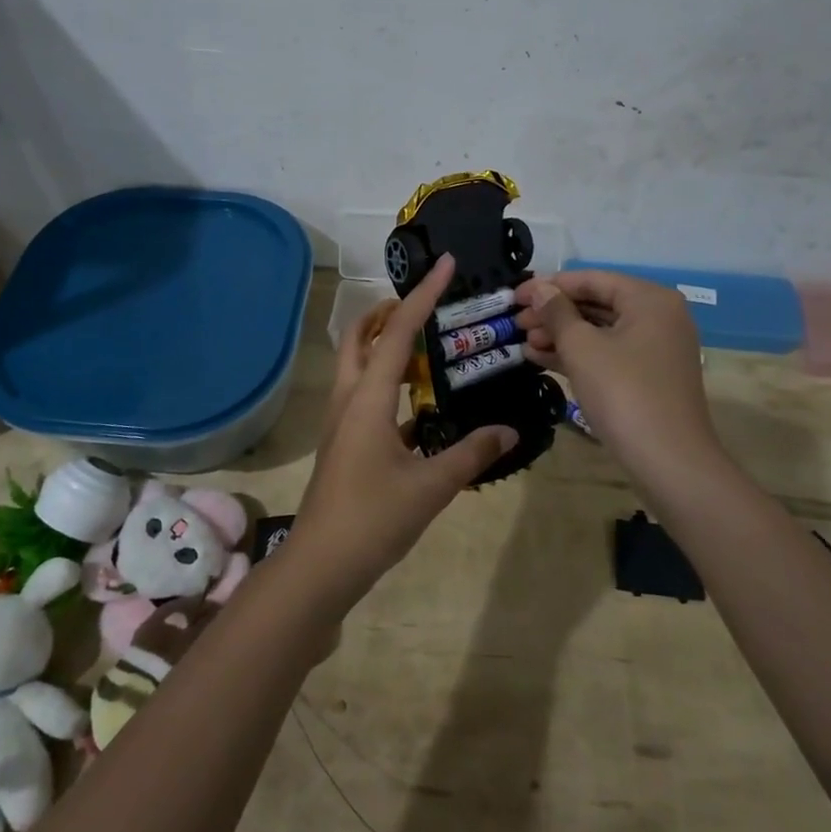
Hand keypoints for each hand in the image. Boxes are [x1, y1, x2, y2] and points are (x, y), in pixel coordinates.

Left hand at [281, 254, 517, 614]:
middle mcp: (350, 401)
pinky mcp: (346, 444)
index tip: (444, 265)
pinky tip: (420, 404)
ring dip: (385, 346)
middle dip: (387, 313)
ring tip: (427, 345)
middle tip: (425, 306)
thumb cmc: (373, 519)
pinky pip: (367, 397)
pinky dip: (390, 384)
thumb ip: (471, 454)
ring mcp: (343, 423)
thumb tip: (508, 430)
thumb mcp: (430, 487)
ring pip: (359, 366)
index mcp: (369, 399)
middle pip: (360, 338)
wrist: (321, 566)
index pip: (397, 333)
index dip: (423, 297)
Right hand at [515, 270, 723, 491]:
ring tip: (523, 343)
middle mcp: (658, 316)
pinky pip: (608, 354)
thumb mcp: (582, 347)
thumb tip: (538, 289)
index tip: (514, 296)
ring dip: (561, 335)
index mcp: (649, 299)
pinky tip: (541, 360)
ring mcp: (655, 349)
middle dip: (554, 313)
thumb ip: (557, 312)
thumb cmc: (623, 392)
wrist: (668, 460)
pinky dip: (577, 355)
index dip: (550, 286)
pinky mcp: (648, 377)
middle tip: (516, 323)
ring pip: (600, 331)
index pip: (592, 279)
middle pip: (597, 304)